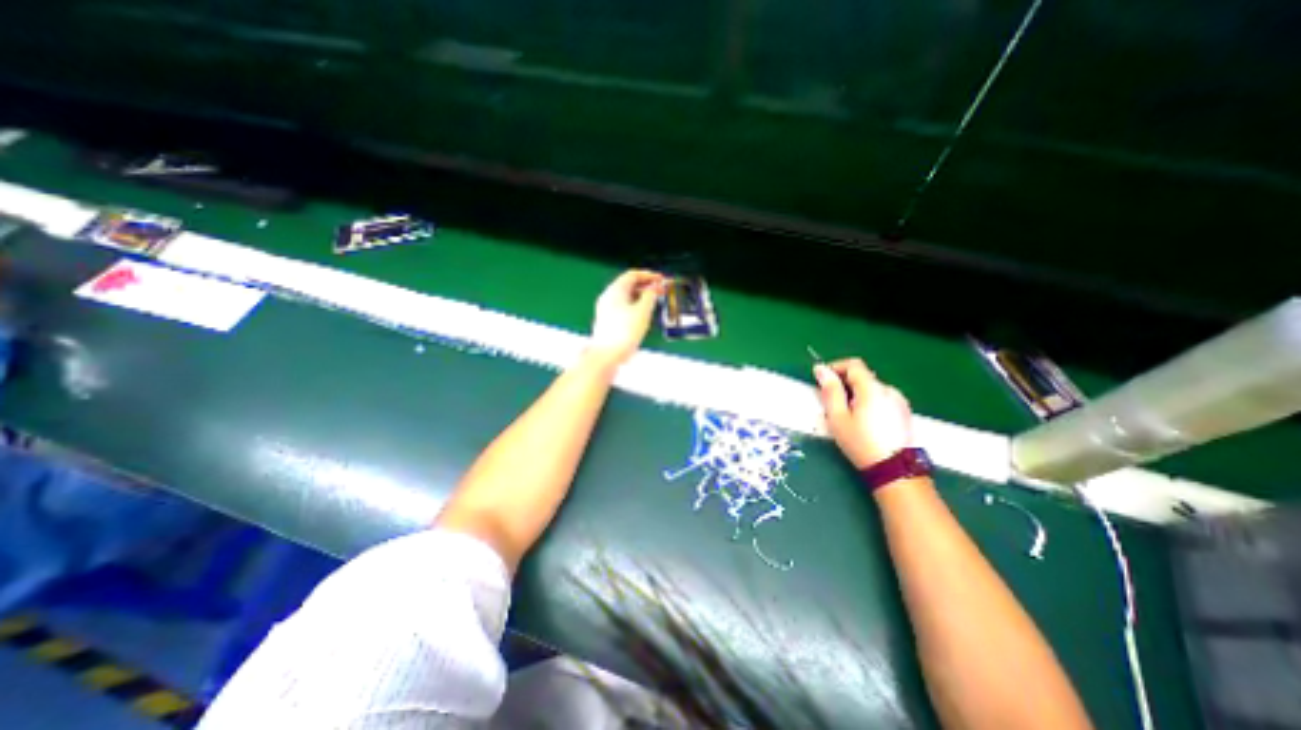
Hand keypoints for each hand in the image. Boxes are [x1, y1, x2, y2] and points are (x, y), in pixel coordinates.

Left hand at [592, 268, 663, 364]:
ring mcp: (606, 309)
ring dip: (641, 297)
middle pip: (629, 285)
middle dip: (646, 286)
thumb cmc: (625, 332)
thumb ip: (650, 296)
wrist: (607, 355)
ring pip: (626, 297)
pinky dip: (634, 306)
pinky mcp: (607, 321)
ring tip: (654, 303)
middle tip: (660, 291)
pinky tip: (643, 315)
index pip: (633, 275)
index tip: (661, 280)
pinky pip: (623, 307)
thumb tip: (654, 288)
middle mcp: (608, 297)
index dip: (649, 275)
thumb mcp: (643, 311)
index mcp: (615, 290)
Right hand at [809, 355, 911, 467]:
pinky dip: (869, 403)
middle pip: (863, 377)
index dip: (836, 367)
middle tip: (832, 403)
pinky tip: (864, 422)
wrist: (895, 470)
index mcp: (872, 388)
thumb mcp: (838, 417)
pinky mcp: (904, 413)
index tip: (823, 380)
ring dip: (857, 394)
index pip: (853, 364)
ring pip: (872, 389)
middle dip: (845, 384)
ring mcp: (900, 401)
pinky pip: (882, 399)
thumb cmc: (861, 443)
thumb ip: (830, 390)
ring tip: (847, 416)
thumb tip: (820, 369)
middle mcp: (889, 390)